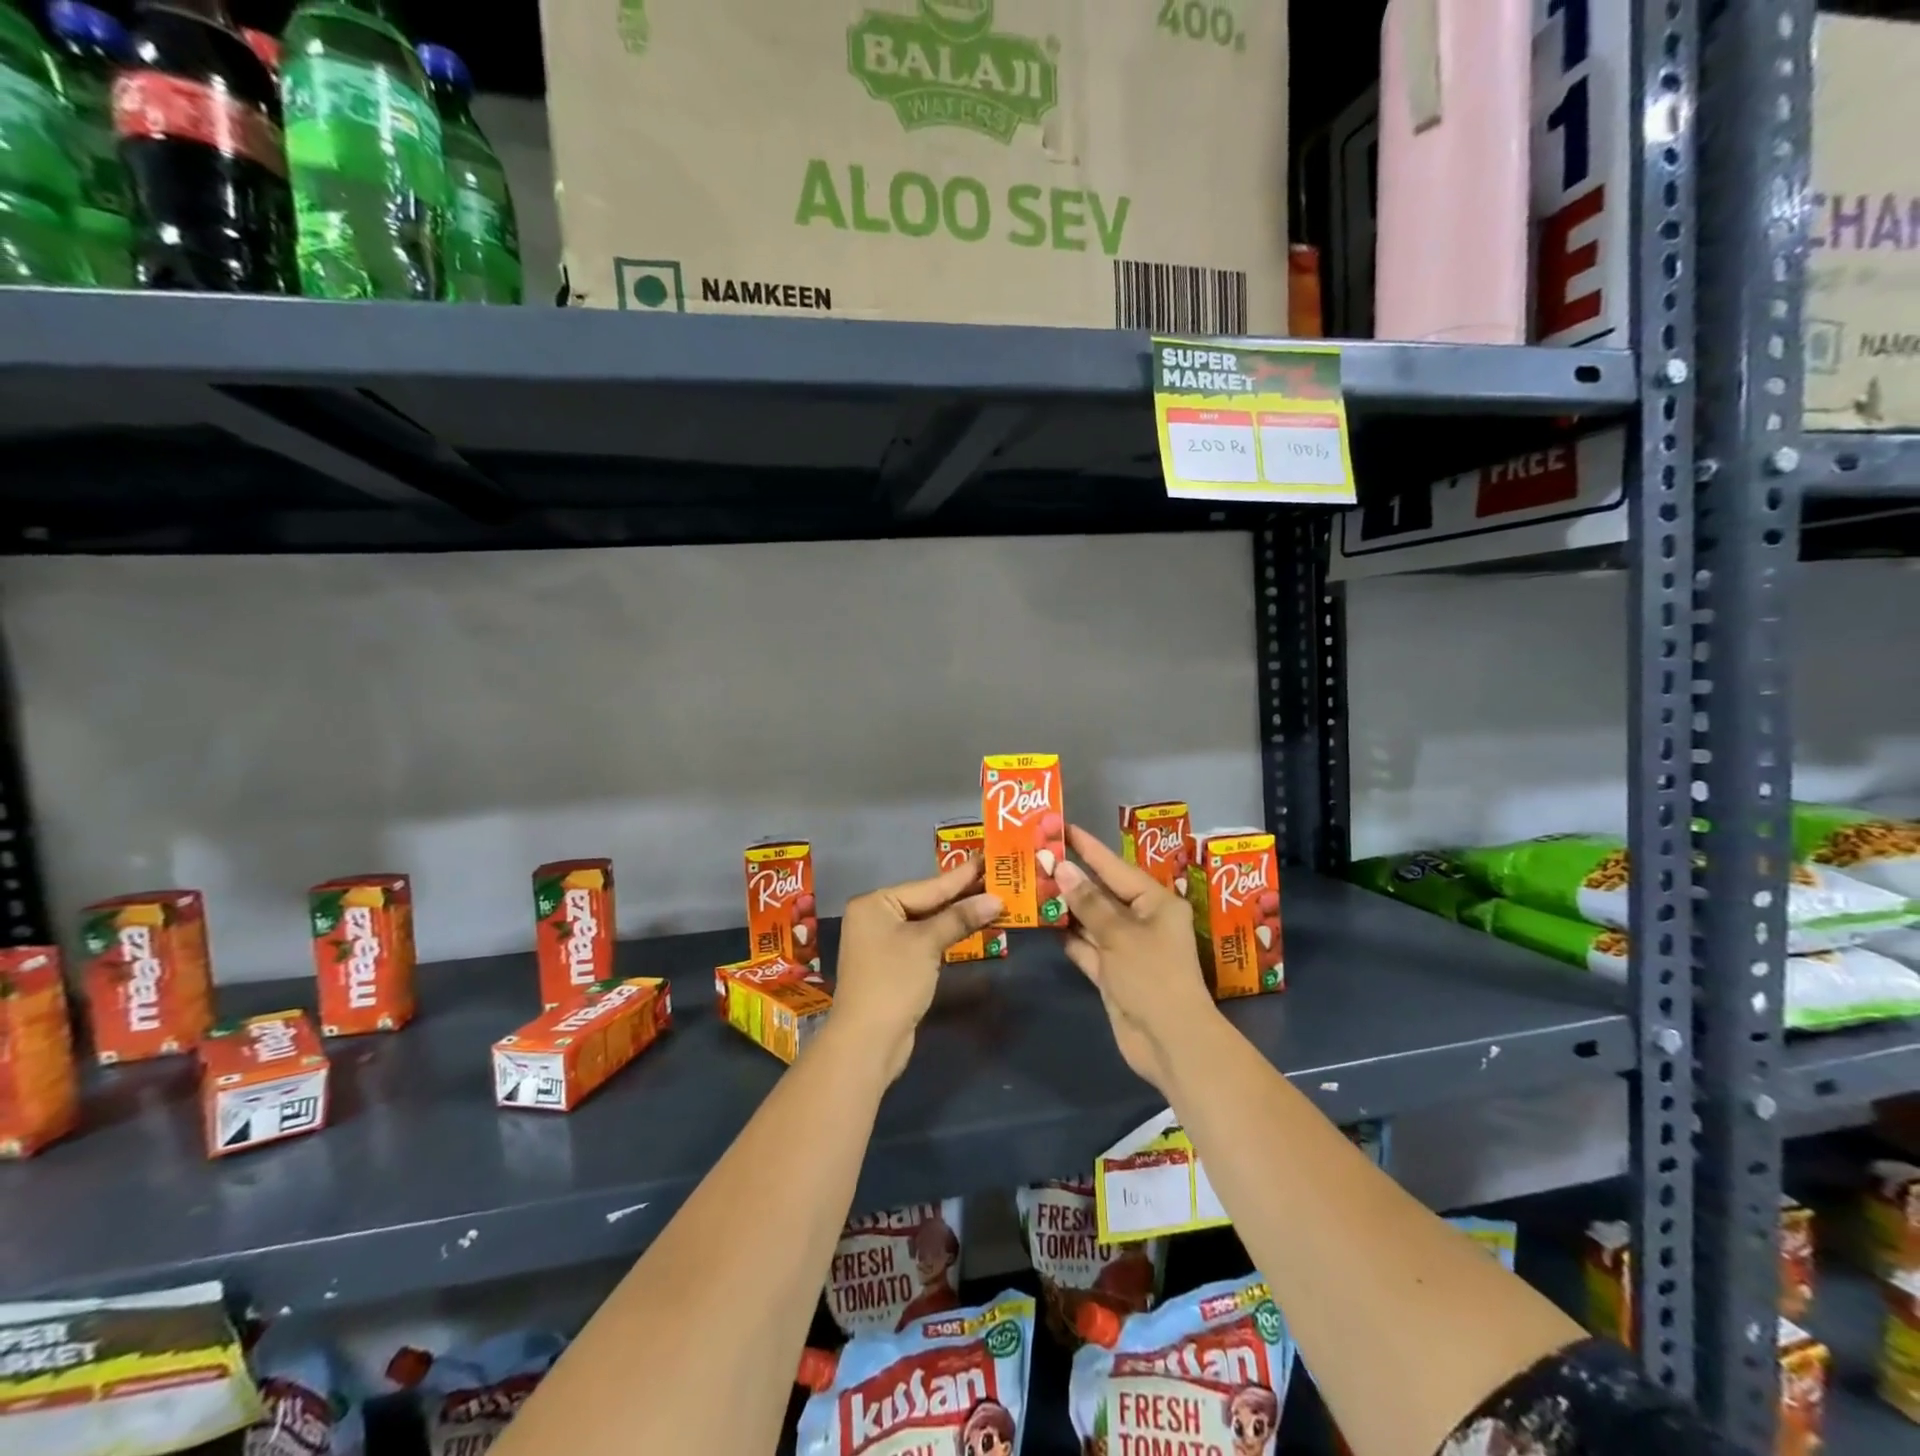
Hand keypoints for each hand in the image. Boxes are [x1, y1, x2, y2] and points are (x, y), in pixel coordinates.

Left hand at [829, 856, 1002, 1082]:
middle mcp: (875, 917)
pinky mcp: (893, 965)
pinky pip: (924, 940)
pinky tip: (970, 927)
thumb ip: (960, 918)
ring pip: (927, 922)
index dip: (962, 875)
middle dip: (962, 895)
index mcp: (875, 903)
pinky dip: (946, 934)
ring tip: (992, 899)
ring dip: (958, 915)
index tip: (988, 858)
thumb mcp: (927, 943)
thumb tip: (996, 900)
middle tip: (998, 877)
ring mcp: (882, 942)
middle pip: (927, 901)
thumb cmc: (893, 980)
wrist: (867, 1041)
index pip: (928, 886)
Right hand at [1056, 824, 1221, 1096]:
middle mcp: (1142, 920)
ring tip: (1031, 883)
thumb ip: (1088, 902)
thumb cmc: (1152, 976)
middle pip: (1101, 892)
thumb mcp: (1119, 934)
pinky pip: (1086, 947)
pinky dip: (1068, 937)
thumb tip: (1062, 869)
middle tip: (1036, 856)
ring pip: (1091, 920)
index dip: (1087, 847)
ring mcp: (1126, 949)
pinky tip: (1044, 922)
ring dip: (1065, 906)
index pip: (1114, 866)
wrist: (1170, 1042)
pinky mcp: (1112, 974)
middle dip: (1070, 877)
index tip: (1061, 827)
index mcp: (1155, 902)